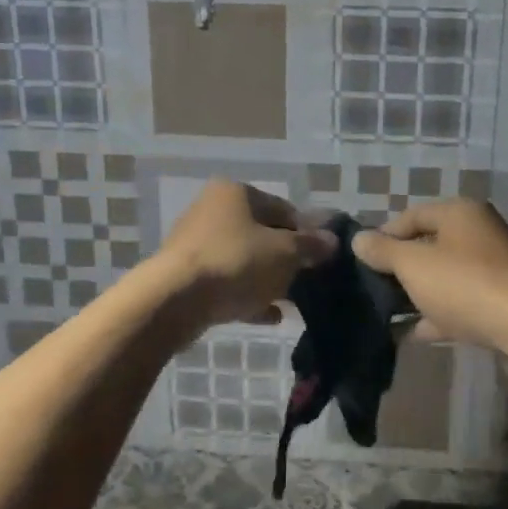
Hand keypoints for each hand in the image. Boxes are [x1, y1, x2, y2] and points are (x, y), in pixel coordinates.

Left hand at [150, 180, 336, 333]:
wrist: (174, 300)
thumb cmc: (236, 262)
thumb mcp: (285, 253)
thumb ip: (311, 246)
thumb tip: (332, 241)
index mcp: (236, 193)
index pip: (283, 208)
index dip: (307, 233)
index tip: (322, 258)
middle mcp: (213, 210)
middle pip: (262, 234)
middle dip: (286, 259)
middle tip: (307, 281)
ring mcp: (196, 243)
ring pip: (244, 260)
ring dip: (268, 279)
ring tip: (290, 302)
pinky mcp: (186, 275)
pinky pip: (226, 282)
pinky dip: (248, 295)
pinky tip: (269, 315)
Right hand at [352, 200, 507, 351]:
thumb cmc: (464, 284)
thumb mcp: (413, 265)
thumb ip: (383, 251)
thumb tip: (359, 239)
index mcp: (461, 212)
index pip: (411, 216)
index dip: (383, 236)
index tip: (362, 261)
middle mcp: (480, 232)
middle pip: (429, 246)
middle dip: (400, 269)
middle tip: (372, 288)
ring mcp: (494, 268)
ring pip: (445, 277)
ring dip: (417, 294)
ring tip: (387, 314)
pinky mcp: (502, 300)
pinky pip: (461, 302)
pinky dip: (438, 314)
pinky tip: (414, 334)